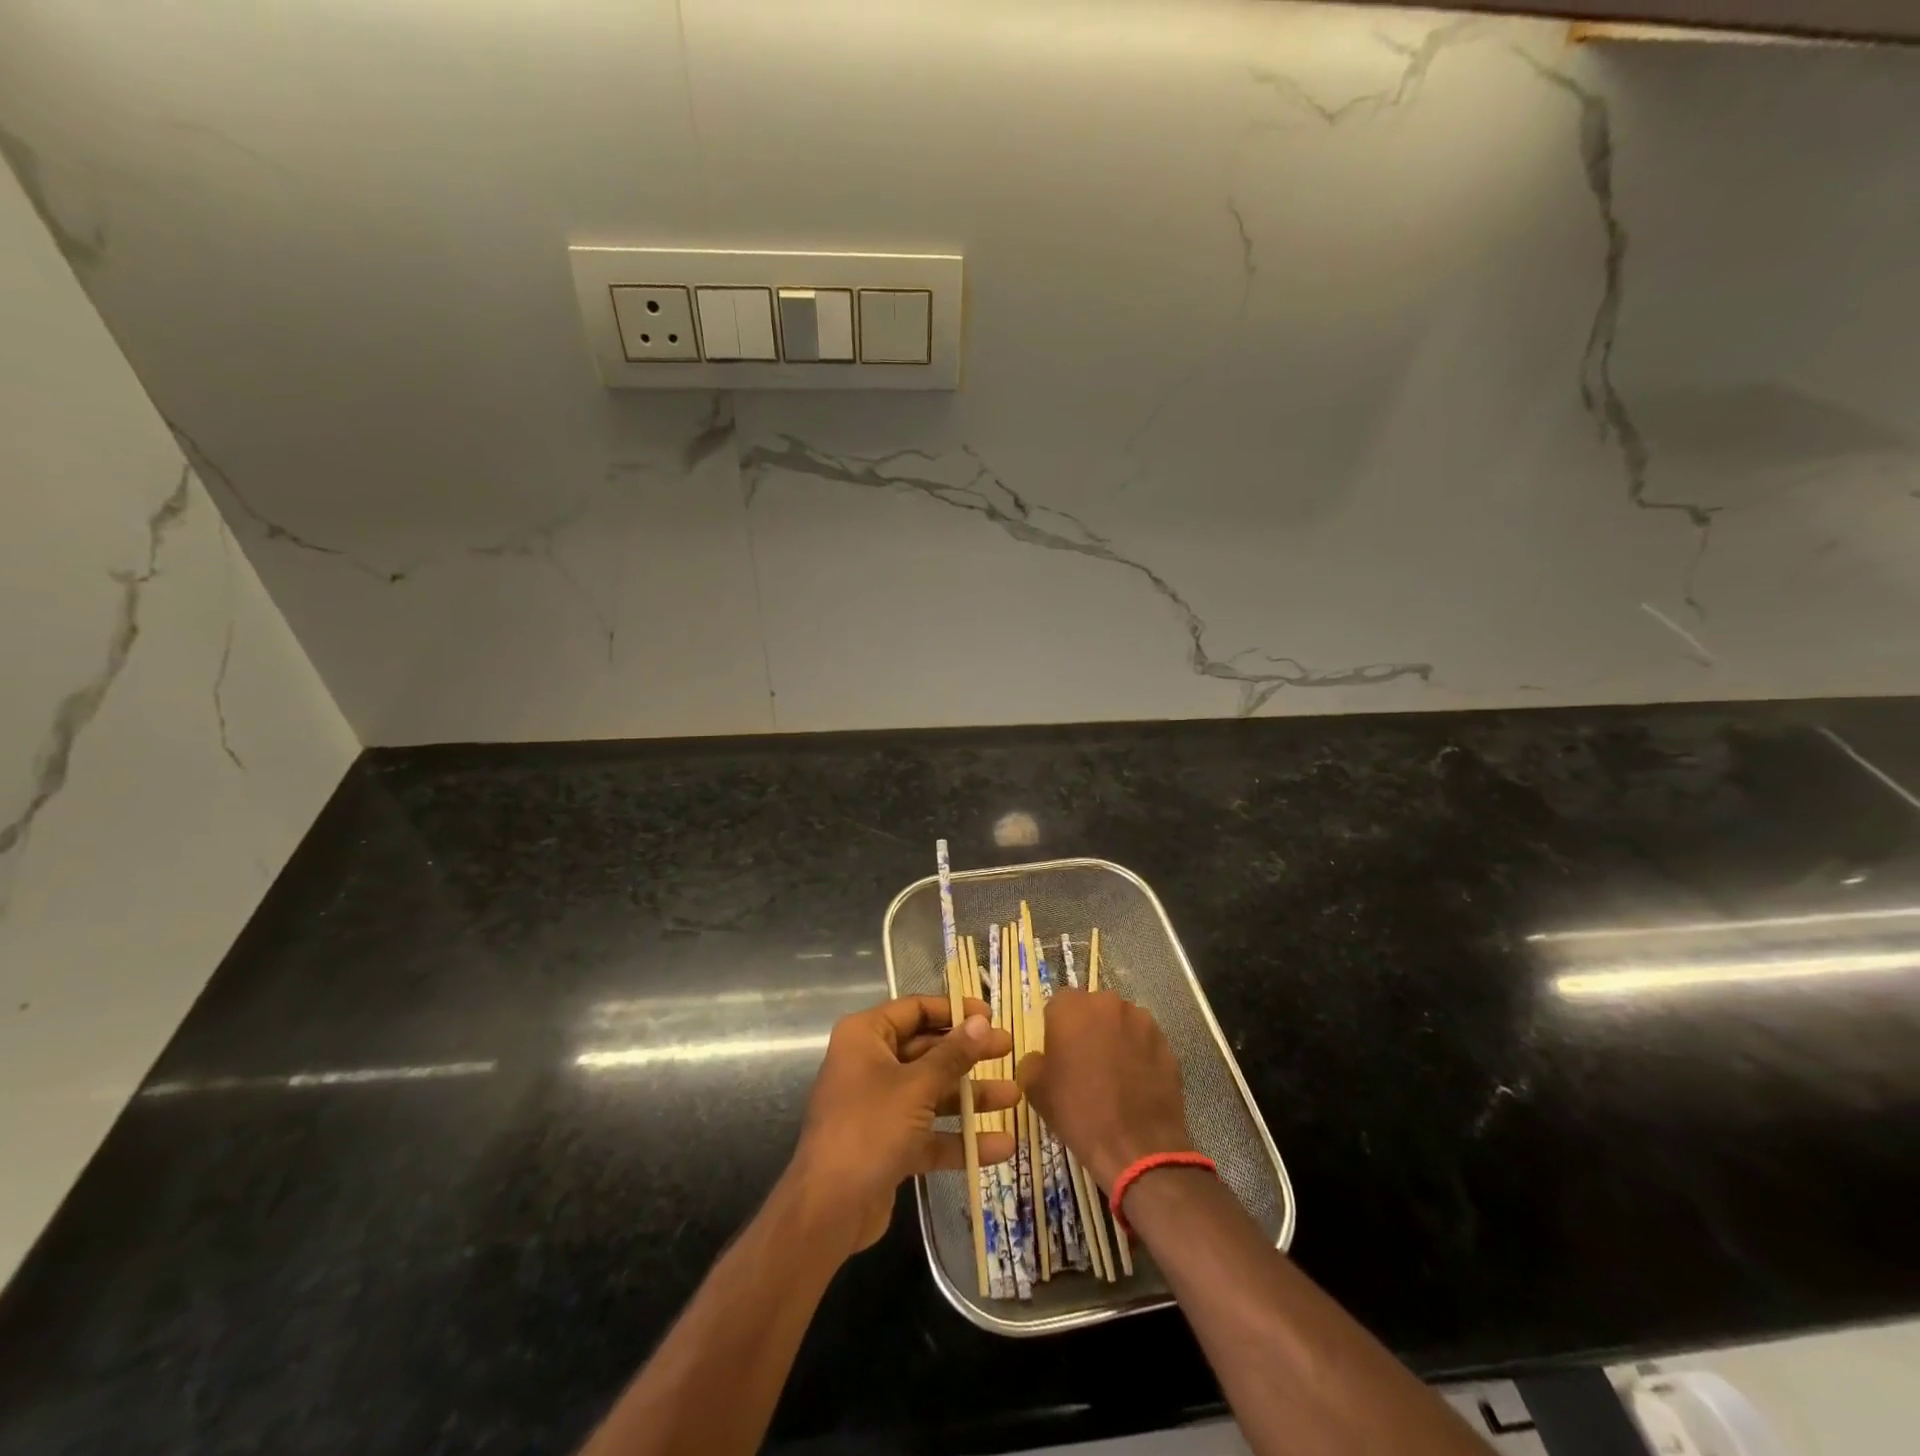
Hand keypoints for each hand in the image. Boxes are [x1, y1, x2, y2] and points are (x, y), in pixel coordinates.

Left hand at [786, 995, 1016, 1256]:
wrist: (828, 1210)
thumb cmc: (870, 1128)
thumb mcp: (916, 1086)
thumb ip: (952, 1054)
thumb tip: (982, 1022)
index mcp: (866, 1036)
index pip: (915, 1010)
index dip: (954, 1011)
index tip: (990, 1016)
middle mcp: (870, 1064)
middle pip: (927, 1050)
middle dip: (968, 1054)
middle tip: (1009, 1050)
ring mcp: (879, 1106)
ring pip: (932, 1092)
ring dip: (970, 1097)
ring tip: (1014, 1097)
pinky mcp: (889, 1144)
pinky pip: (929, 1132)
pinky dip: (959, 1138)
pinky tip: (1000, 1146)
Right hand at [1019, 989, 1191, 1191]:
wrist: (1137, 1147)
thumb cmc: (1078, 1112)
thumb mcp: (1035, 1089)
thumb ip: (1033, 1061)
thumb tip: (1042, 1057)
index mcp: (1072, 1007)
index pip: (1059, 1003)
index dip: (1056, 1026)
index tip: (1058, 1051)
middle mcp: (1108, 1003)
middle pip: (1093, 1008)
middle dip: (1088, 1027)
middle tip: (1085, 1061)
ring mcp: (1142, 1021)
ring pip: (1121, 1022)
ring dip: (1115, 1038)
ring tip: (1114, 1073)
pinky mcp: (1166, 1043)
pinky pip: (1144, 1041)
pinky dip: (1138, 1054)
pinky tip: (1135, 1083)